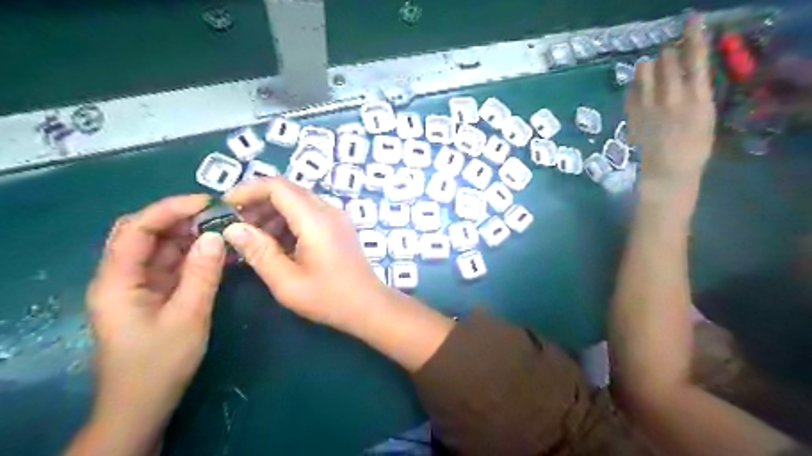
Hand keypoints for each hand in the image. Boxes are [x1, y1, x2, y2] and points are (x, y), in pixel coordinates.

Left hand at [78, 194, 223, 453]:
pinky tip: (216, 251)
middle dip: (179, 219)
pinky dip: (193, 255)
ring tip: (222, 228)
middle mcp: (122, 277)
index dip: (169, 210)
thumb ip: (202, 274)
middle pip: (144, 234)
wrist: (143, 404)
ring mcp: (138, 286)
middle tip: (217, 214)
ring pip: (160, 249)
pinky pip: (172, 266)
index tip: (207, 202)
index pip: (136, 229)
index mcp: (117, 281)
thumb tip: (217, 235)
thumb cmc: (160, 363)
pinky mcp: (153, 295)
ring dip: (189, 236)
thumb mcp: (188, 316)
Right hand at [220, 179, 388, 330]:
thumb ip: (259, 252)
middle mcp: (328, 211)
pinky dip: (288, 221)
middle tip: (235, 225)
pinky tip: (276, 244)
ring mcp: (336, 217)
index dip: (248, 189)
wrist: (369, 305)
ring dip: (272, 213)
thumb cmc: (329, 298)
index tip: (225, 206)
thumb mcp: (287, 282)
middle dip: (258, 202)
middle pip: (288, 191)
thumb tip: (232, 228)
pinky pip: (309, 213)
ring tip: (252, 238)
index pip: (278, 186)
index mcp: (315, 220)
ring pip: (298, 201)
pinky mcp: (339, 227)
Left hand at [626, 13, 716, 206]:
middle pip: (666, 59)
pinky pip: (630, 90)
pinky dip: (635, 84)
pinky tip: (639, 89)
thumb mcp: (706, 116)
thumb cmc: (694, 147)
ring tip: (651, 72)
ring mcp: (648, 106)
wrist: (667, 170)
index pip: (696, 57)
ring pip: (643, 71)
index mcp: (697, 97)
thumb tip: (688, 73)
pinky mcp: (631, 115)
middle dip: (667, 54)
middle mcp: (672, 96)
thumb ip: (697, 92)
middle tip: (668, 58)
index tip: (690, 19)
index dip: (693, 35)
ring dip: (648, 66)